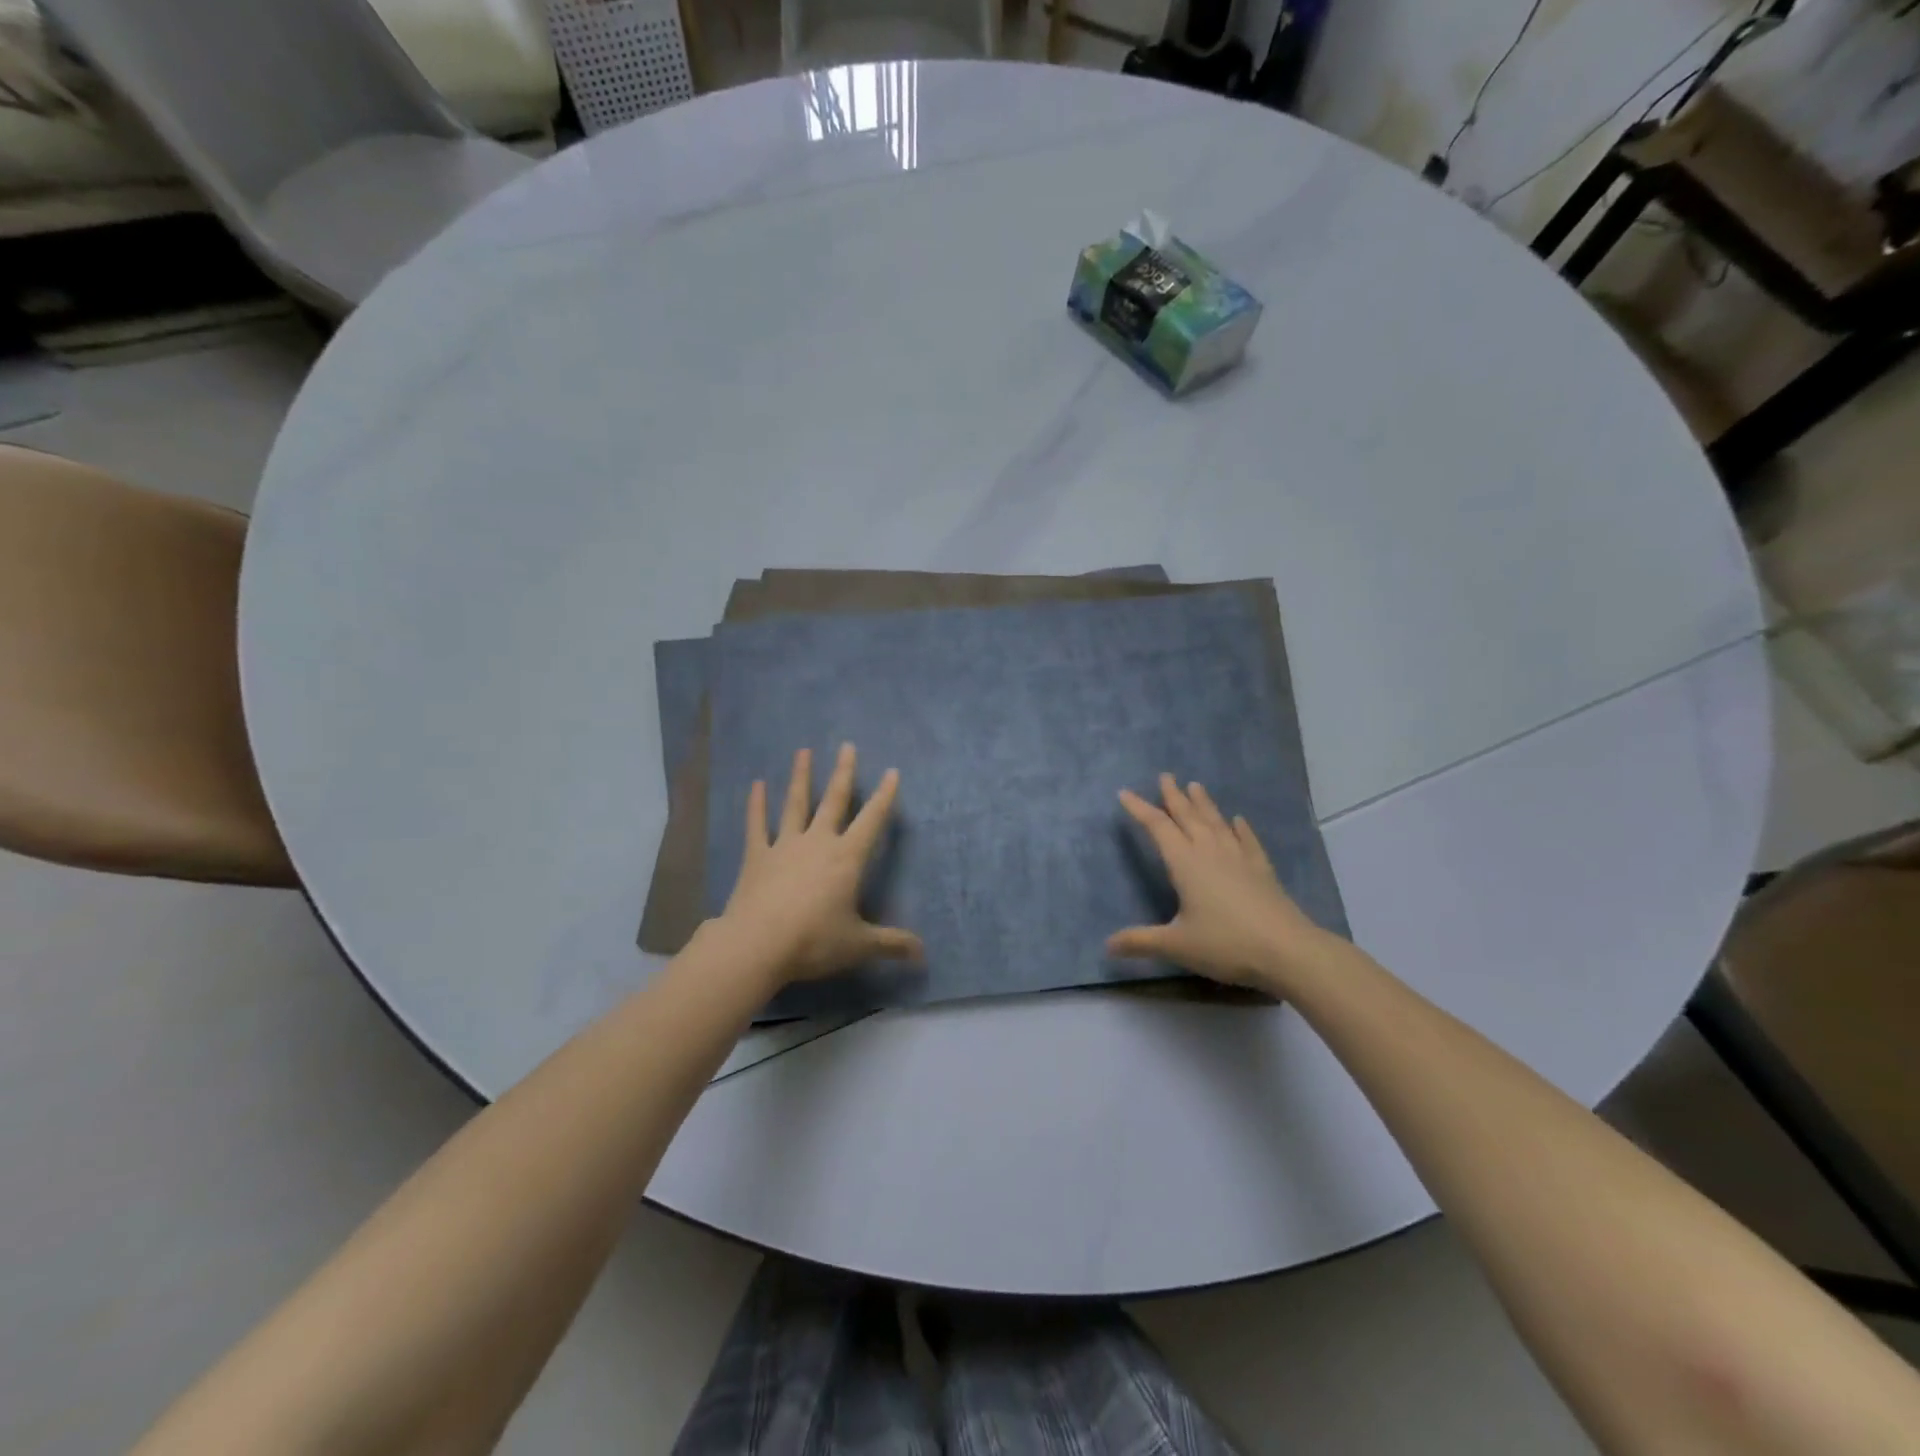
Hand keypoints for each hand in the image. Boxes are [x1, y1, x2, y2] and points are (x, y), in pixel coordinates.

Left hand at [717, 743, 922, 986]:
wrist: (757, 945)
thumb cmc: (814, 941)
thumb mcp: (859, 945)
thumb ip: (892, 944)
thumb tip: (924, 954)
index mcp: (847, 858)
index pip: (872, 820)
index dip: (885, 796)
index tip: (892, 772)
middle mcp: (818, 842)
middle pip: (834, 801)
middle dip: (844, 773)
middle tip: (847, 746)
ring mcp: (785, 845)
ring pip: (796, 804)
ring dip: (801, 777)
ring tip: (803, 751)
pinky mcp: (757, 856)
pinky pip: (756, 825)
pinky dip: (756, 804)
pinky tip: (757, 785)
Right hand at [1107, 774, 1337, 992]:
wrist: (1287, 950)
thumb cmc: (1226, 943)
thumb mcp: (1177, 945)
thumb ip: (1141, 942)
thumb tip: (1107, 945)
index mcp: (1185, 863)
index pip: (1157, 827)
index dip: (1140, 809)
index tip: (1125, 792)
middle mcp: (1210, 851)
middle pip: (1188, 816)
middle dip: (1173, 796)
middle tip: (1165, 776)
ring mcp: (1239, 857)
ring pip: (1216, 822)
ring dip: (1204, 803)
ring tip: (1196, 785)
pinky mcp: (1261, 869)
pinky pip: (1247, 840)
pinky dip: (1240, 828)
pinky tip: (1238, 820)